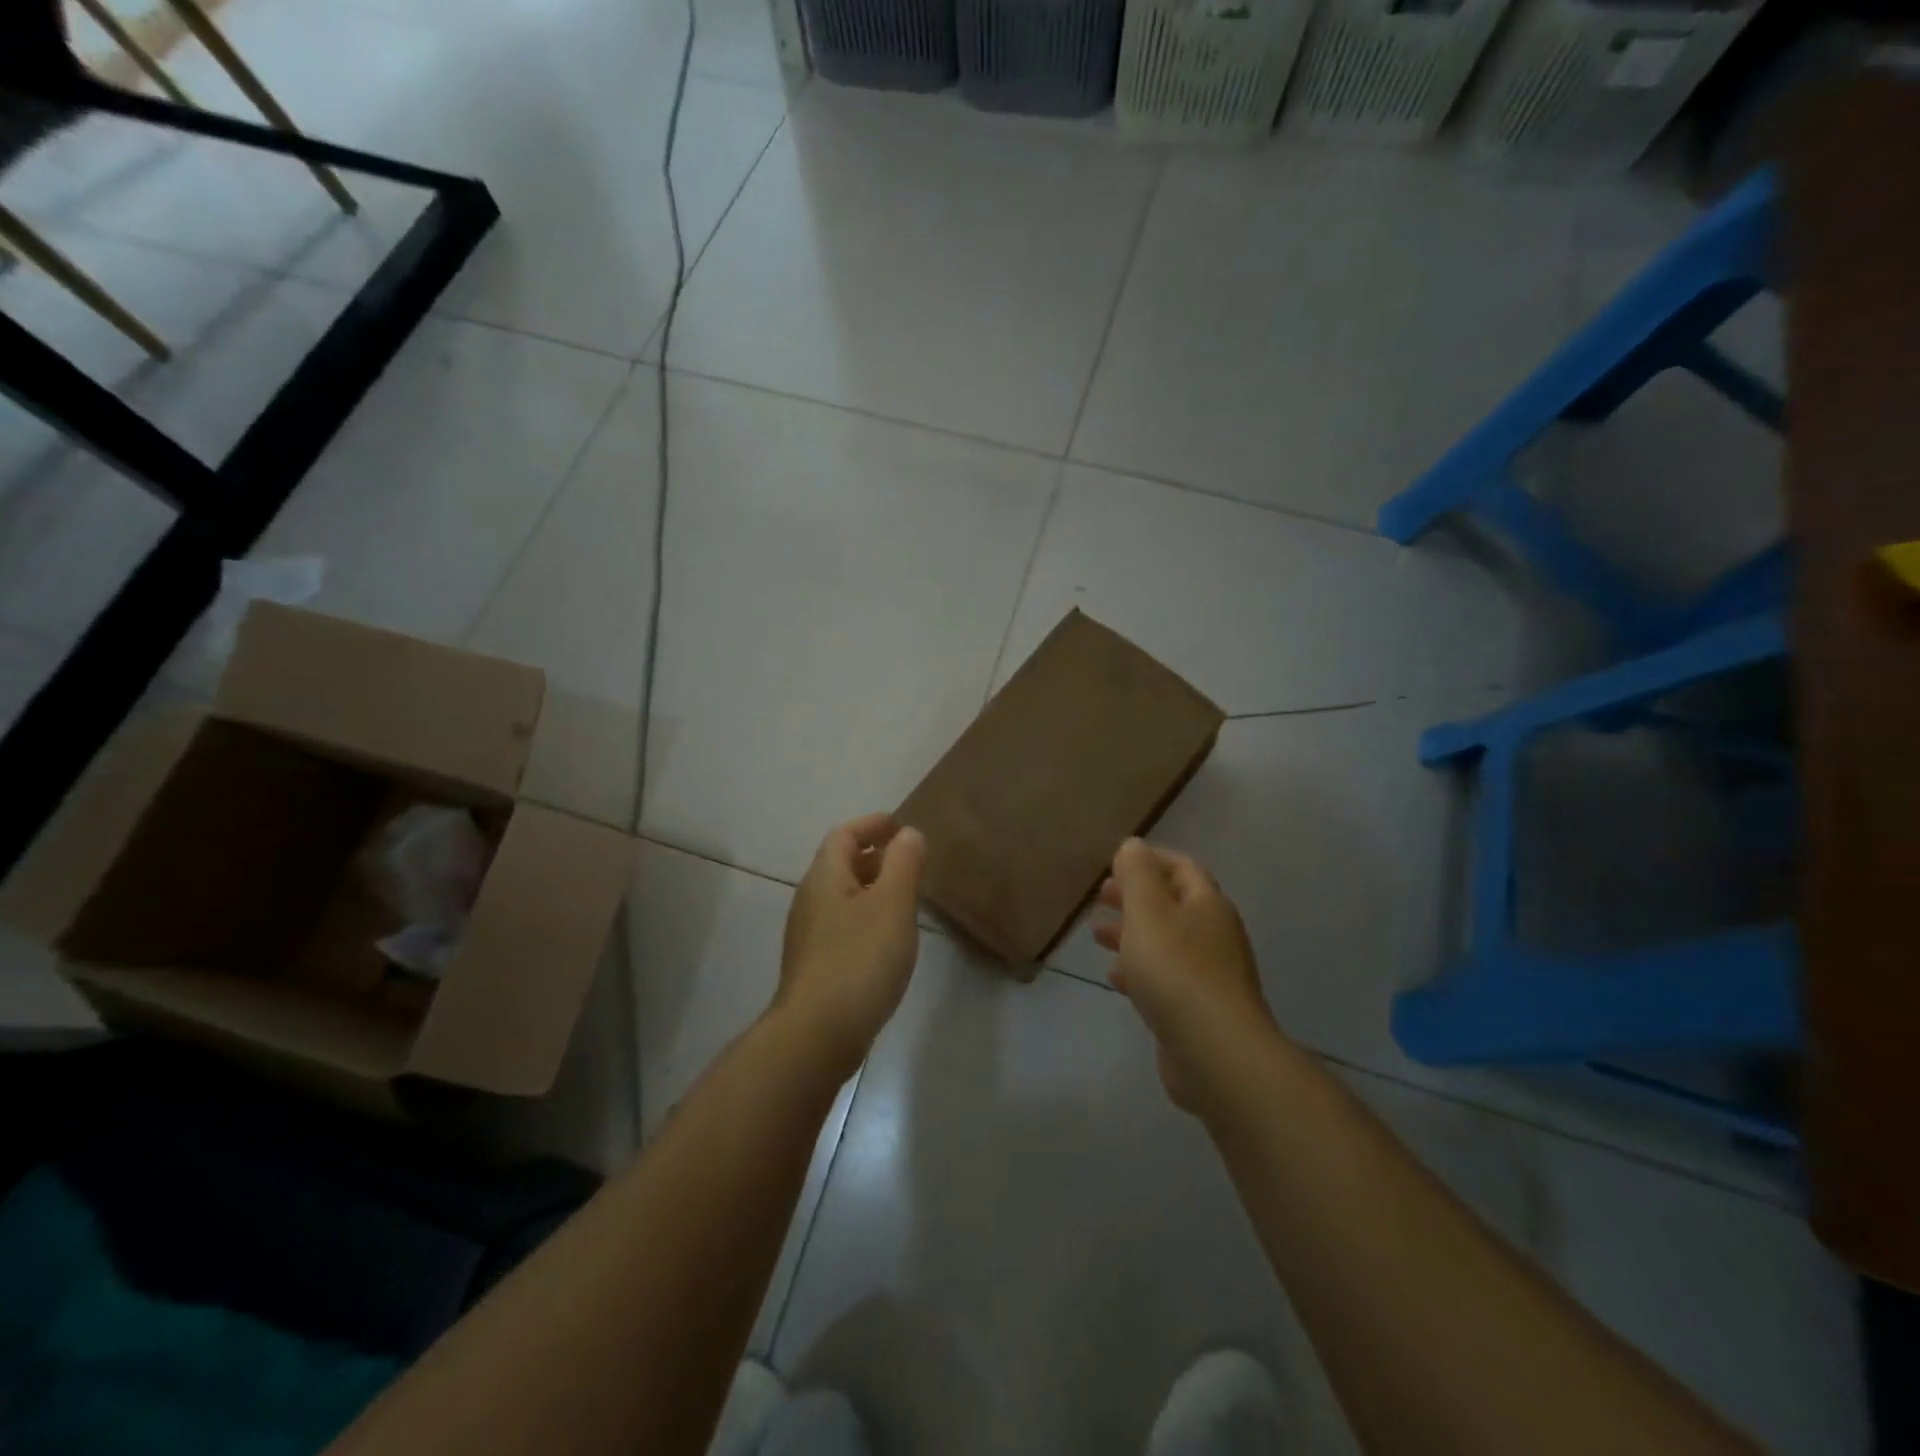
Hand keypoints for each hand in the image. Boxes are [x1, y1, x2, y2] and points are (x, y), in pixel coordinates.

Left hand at [775, 814, 926, 1075]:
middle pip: (840, 865)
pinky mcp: (815, 966)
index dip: (872, 824)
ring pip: (843, 898)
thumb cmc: (859, 959)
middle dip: (875, 857)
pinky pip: (843, 926)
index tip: (901, 826)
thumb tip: (908, 834)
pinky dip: (867, 918)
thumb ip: (904, 863)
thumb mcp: (892, 904)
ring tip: (906, 900)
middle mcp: (810, 900)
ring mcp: (809, 936)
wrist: (817, 1035)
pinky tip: (888, 941)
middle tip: (911, 863)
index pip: (843, 835)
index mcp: (825, 878)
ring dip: (873, 890)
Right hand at [1093, 838, 1276, 1110]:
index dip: (1149, 860)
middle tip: (1100, 896)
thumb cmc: (1176, 970)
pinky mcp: (1200, 1009)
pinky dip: (1140, 969)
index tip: (1115, 862)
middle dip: (1135, 897)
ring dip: (1132, 933)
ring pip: (1166, 942)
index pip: (1181, 868)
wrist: (1215, 1052)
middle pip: (1173, 904)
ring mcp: (1210, 974)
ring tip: (1096, 933)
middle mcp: (1214, 934)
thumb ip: (1137, 875)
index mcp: (1207, 904)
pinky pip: (1166, 977)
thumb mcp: (1147, 912)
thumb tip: (1133, 845)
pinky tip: (1115, 976)